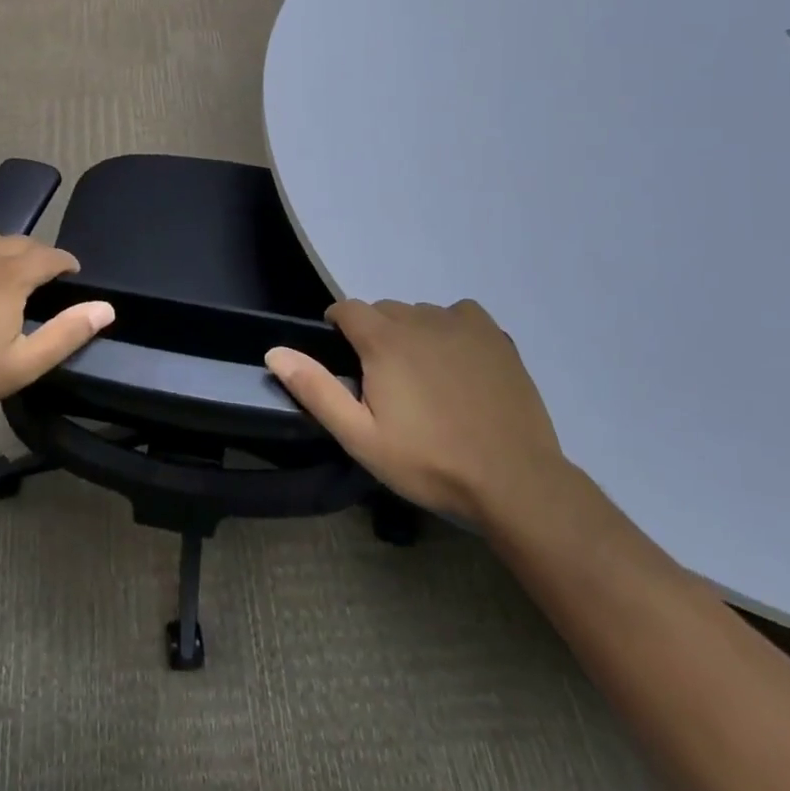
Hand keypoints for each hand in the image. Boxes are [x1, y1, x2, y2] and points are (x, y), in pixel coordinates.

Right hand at [266, 299, 566, 522]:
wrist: (514, 481)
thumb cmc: (429, 462)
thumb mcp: (360, 437)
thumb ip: (316, 389)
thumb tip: (275, 351)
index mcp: (383, 340)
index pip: (347, 309)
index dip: (338, 327)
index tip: (343, 358)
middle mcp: (420, 319)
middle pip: (384, 311)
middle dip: (375, 335)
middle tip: (384, 382)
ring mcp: (462, 325)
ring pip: (421, 313)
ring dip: (412, 333)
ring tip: (423, 378)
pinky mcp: (495, 337)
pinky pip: (460, 315)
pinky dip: (451, 329)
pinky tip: (458, 362)